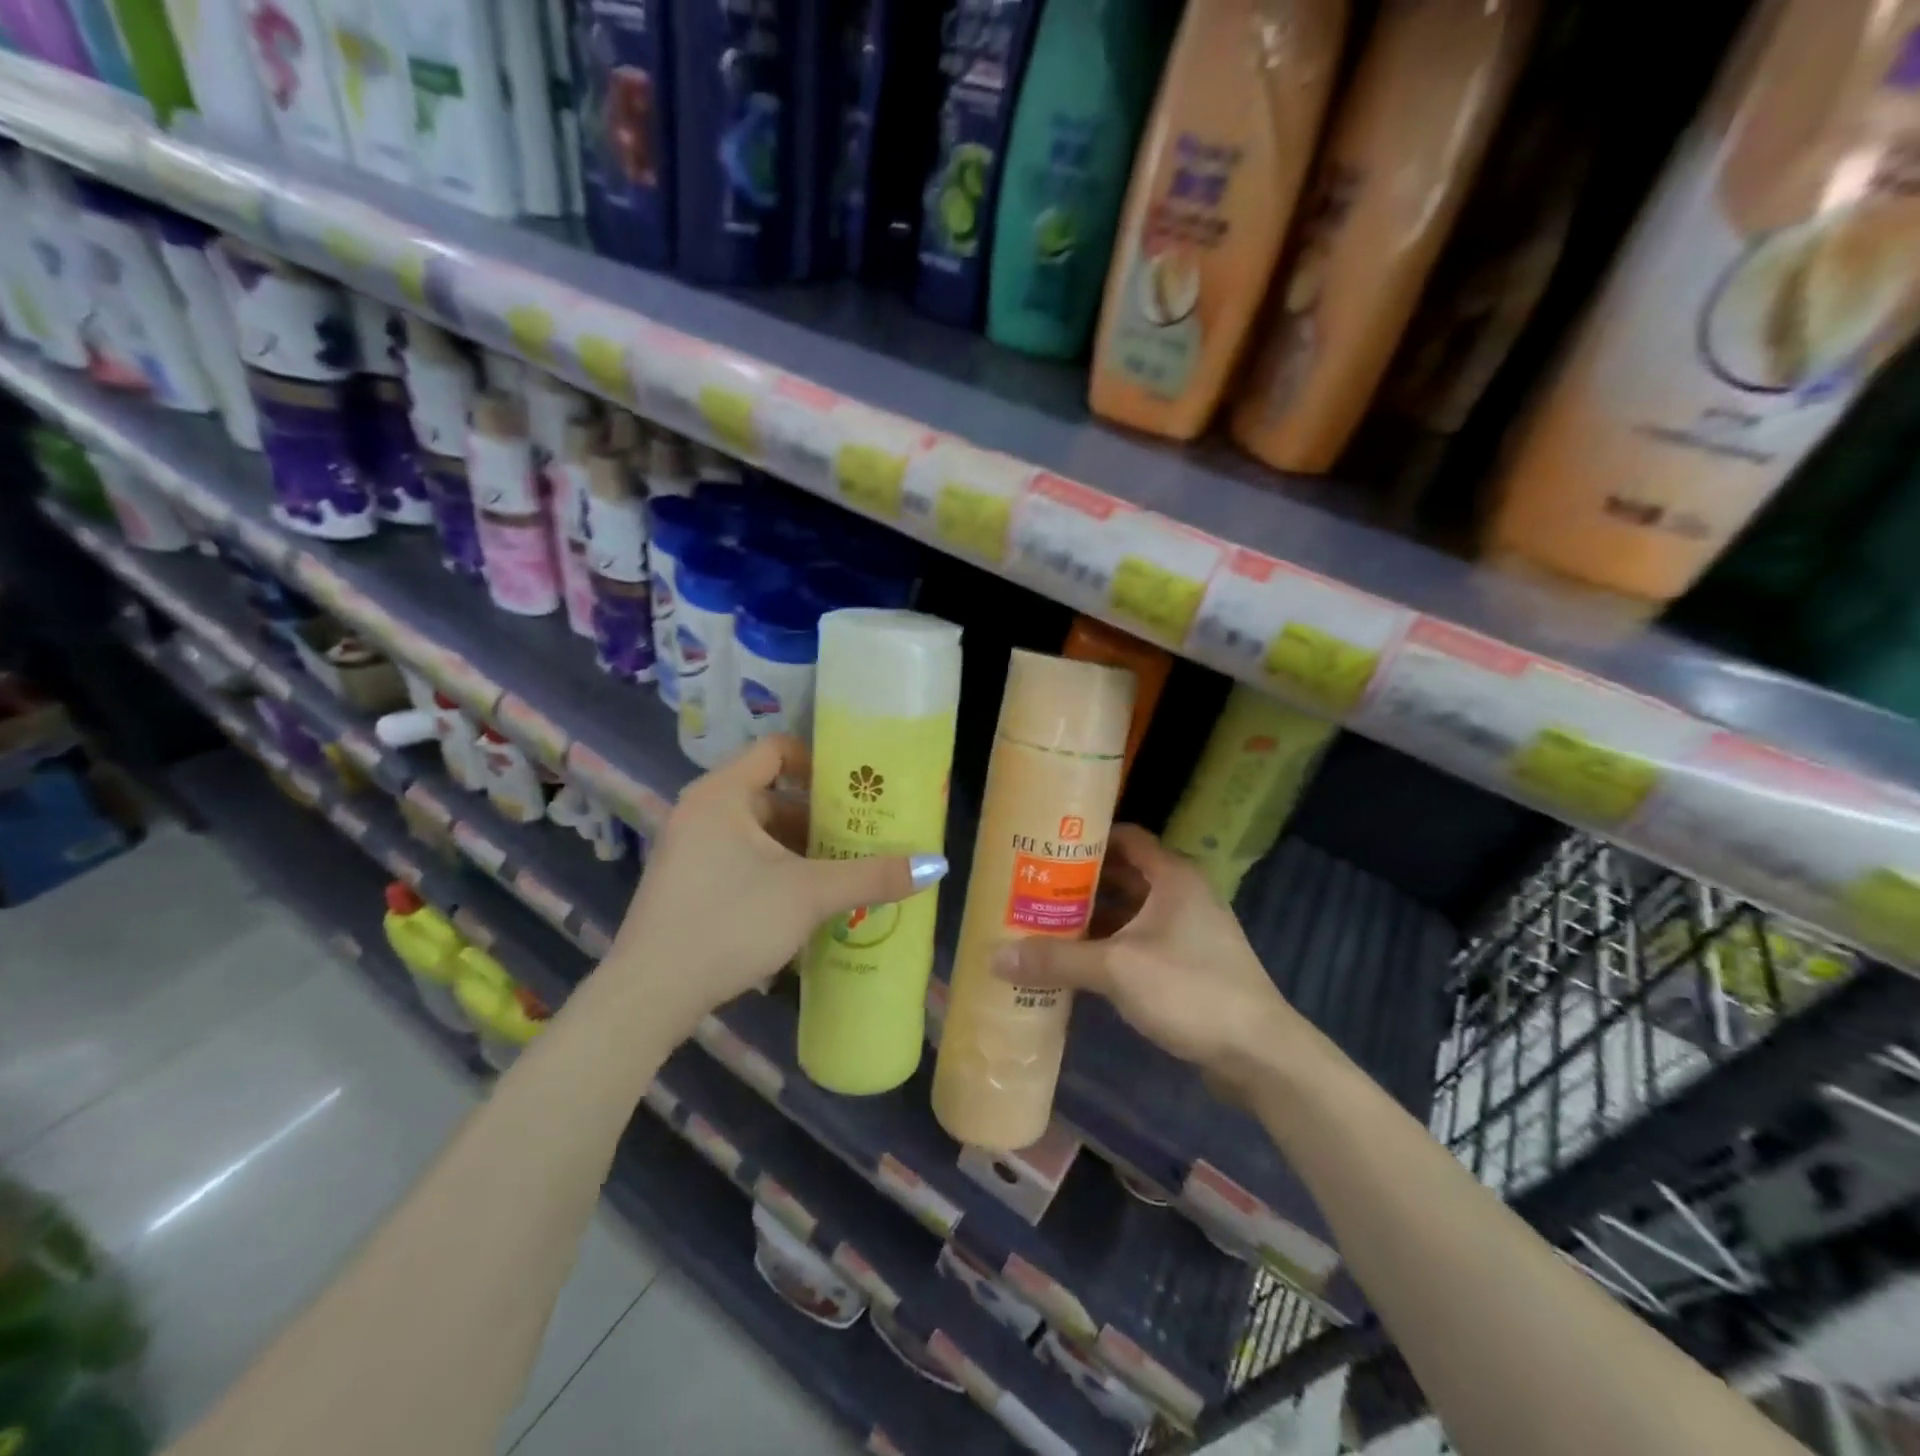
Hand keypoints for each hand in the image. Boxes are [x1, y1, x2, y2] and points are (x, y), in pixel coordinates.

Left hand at [606, 735, 947, 1041]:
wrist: (649, 996)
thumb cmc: (729, 922)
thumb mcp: (808, 895)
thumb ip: (872, 876)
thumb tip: (937, 865)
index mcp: (721, 794)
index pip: (775, 749)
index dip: (818, 762)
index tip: (854, 789)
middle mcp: (701, 812)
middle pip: (773, 795)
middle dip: (820, 817)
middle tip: (863, 835)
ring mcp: (690, 850)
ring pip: (759, 834)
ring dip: (801, 850)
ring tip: (846, 871)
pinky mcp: (688, 884)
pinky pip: (743, 860)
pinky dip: (777, 871)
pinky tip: (808, 902)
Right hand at [994, 825, 1308, 1092]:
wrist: (1260, 1053)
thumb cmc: (1191, 990)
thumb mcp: (1117, 969)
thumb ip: (1058, 960)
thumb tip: (996, 957)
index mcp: (1172, 876)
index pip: (1125, 837)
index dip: (1087, 838)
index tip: (1045, 846)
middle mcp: (1182, 894)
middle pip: (1124, 875)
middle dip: (1080, 881)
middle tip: (1033, 887)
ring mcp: (1188, 931)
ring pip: (1131, 912)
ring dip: (1094, 917)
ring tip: (1044, 921)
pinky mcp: (1188, 964)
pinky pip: (1140, 941)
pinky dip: (1110, 945)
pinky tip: (1077, 961)